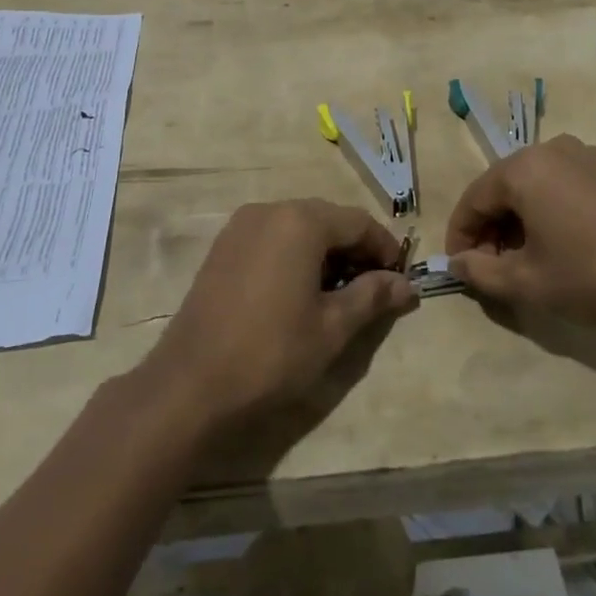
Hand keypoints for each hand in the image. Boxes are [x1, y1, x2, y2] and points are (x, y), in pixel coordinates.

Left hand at [146, 200, 416, 427]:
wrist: (189, 385)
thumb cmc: (271, 353)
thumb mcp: (332, 328)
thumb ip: (372, 297)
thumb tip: (406, 285)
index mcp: (301, 221)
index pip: (358, 221)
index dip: (385, 248)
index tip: (400, 279)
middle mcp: (270, 210)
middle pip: (327, 219)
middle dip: (355, 249)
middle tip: (373, 287)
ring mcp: (240, 227)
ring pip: (298, 227)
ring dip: (325, 252)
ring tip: (338, 293)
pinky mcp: (223, 247)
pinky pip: (272, 238)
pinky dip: (294, 255)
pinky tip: (299, 291)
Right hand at [445, 135, 595, 327]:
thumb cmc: (595, 275)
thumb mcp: (529, 283)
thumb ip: (482, 273)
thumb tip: (459, 263)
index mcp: (522, 169)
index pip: (473, 200)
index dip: (461, 237)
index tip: (461, 269)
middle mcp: (549, 149)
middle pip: (503, 189)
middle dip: (491, 230)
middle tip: (493, 270)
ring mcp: (584, 155)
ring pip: (534, 187)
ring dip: (520, 221)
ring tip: (528, 261)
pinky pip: (563, 185)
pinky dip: (549, 211)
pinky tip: (563, 245)